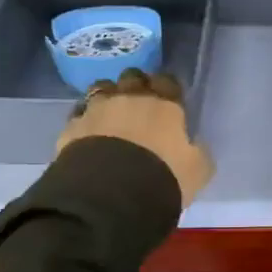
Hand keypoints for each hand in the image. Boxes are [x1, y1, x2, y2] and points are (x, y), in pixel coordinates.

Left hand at [55, 69, 214, 207]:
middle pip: (132, 76)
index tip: (168, 99)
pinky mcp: (72, 126)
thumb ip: (198, 152)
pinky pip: (79, 113)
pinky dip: (85, 118)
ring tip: (110, 114)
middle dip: (136, 85)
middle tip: (139, 104)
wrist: (111, 194)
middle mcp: (130, 97)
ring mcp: (97, 109)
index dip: (167, 87)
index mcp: (164, 104)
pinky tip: (87, 131)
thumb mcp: (198, 171)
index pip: (167, 81)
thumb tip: (194, 145)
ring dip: (107, 96)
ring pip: (101, 87)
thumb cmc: (163, 178)